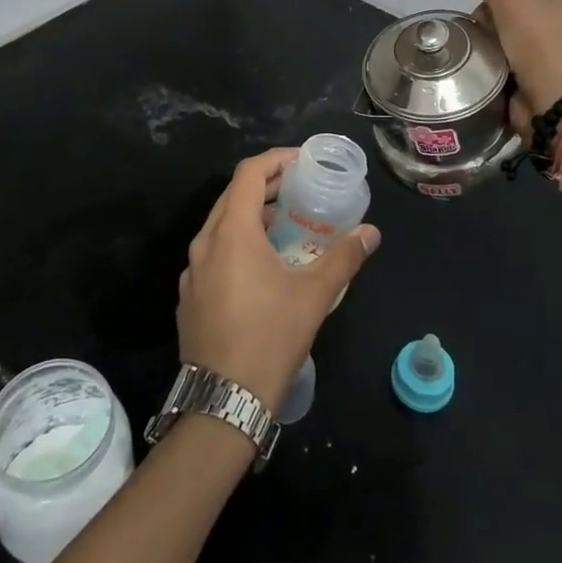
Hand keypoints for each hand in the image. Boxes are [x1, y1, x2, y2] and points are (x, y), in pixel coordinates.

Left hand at [178, 149, 380, 410]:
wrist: (223, 401)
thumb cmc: (270, 337)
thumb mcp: (314, 295)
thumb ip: (344, 258)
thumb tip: (371, 232)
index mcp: (232, 232)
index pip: (249, 174)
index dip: (276, 160)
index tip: (302, 162)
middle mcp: (205, 243)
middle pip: (234, 196)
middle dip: (266, 186)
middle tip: (299, 189)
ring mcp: (193, 271)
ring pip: (221, 225)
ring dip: (252, 216)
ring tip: (286, 225)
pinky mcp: (190, 296)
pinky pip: (213, 253)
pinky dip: (237, 243)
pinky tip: (260, 266)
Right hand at [457, 0, 561, 131]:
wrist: (556, 101)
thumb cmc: (538, 42)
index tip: (477, 7)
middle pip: (512, 11)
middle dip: (490, 18)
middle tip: (479, 31)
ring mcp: (556, 53)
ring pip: (508, 37)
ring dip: (490, 42)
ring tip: (478, 53)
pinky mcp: (542, 79)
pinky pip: (509, 62)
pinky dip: (495, 63)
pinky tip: (486, 68)